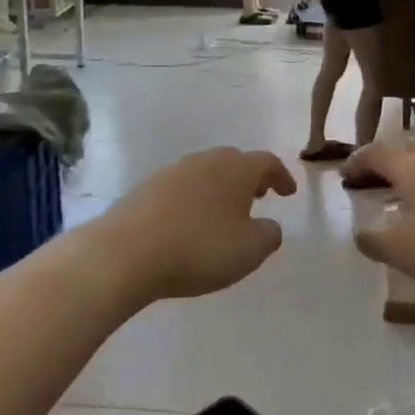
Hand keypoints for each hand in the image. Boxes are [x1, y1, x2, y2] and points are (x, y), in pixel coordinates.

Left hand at [86, 148, 296, 305]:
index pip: (267, 163)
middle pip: (234, 162)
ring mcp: (172, 171)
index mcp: (236, 169)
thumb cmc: (199, 249)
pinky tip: (189, 222)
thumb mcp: (249, 251)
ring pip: (205, 172)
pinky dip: (193, 199)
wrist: (125, 253)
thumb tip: (269, 226)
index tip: (289, 192)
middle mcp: (205, 161)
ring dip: (219, 188)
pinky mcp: (146, 188)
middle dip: (249, 178)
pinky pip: (181, 188)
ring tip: (224, 212)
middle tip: (258, 197)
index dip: (281, 176)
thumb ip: (269, 236)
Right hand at [346, 134, 414, 296]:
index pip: (376, 152)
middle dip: (386, 156)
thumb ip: (375, 242)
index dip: (357, 161)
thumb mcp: (404, 251)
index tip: (344, 174)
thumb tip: (360, 234)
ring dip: (411, 168)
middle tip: (372, 176)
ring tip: (402, 193)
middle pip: (407, 143)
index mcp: (411, 167)